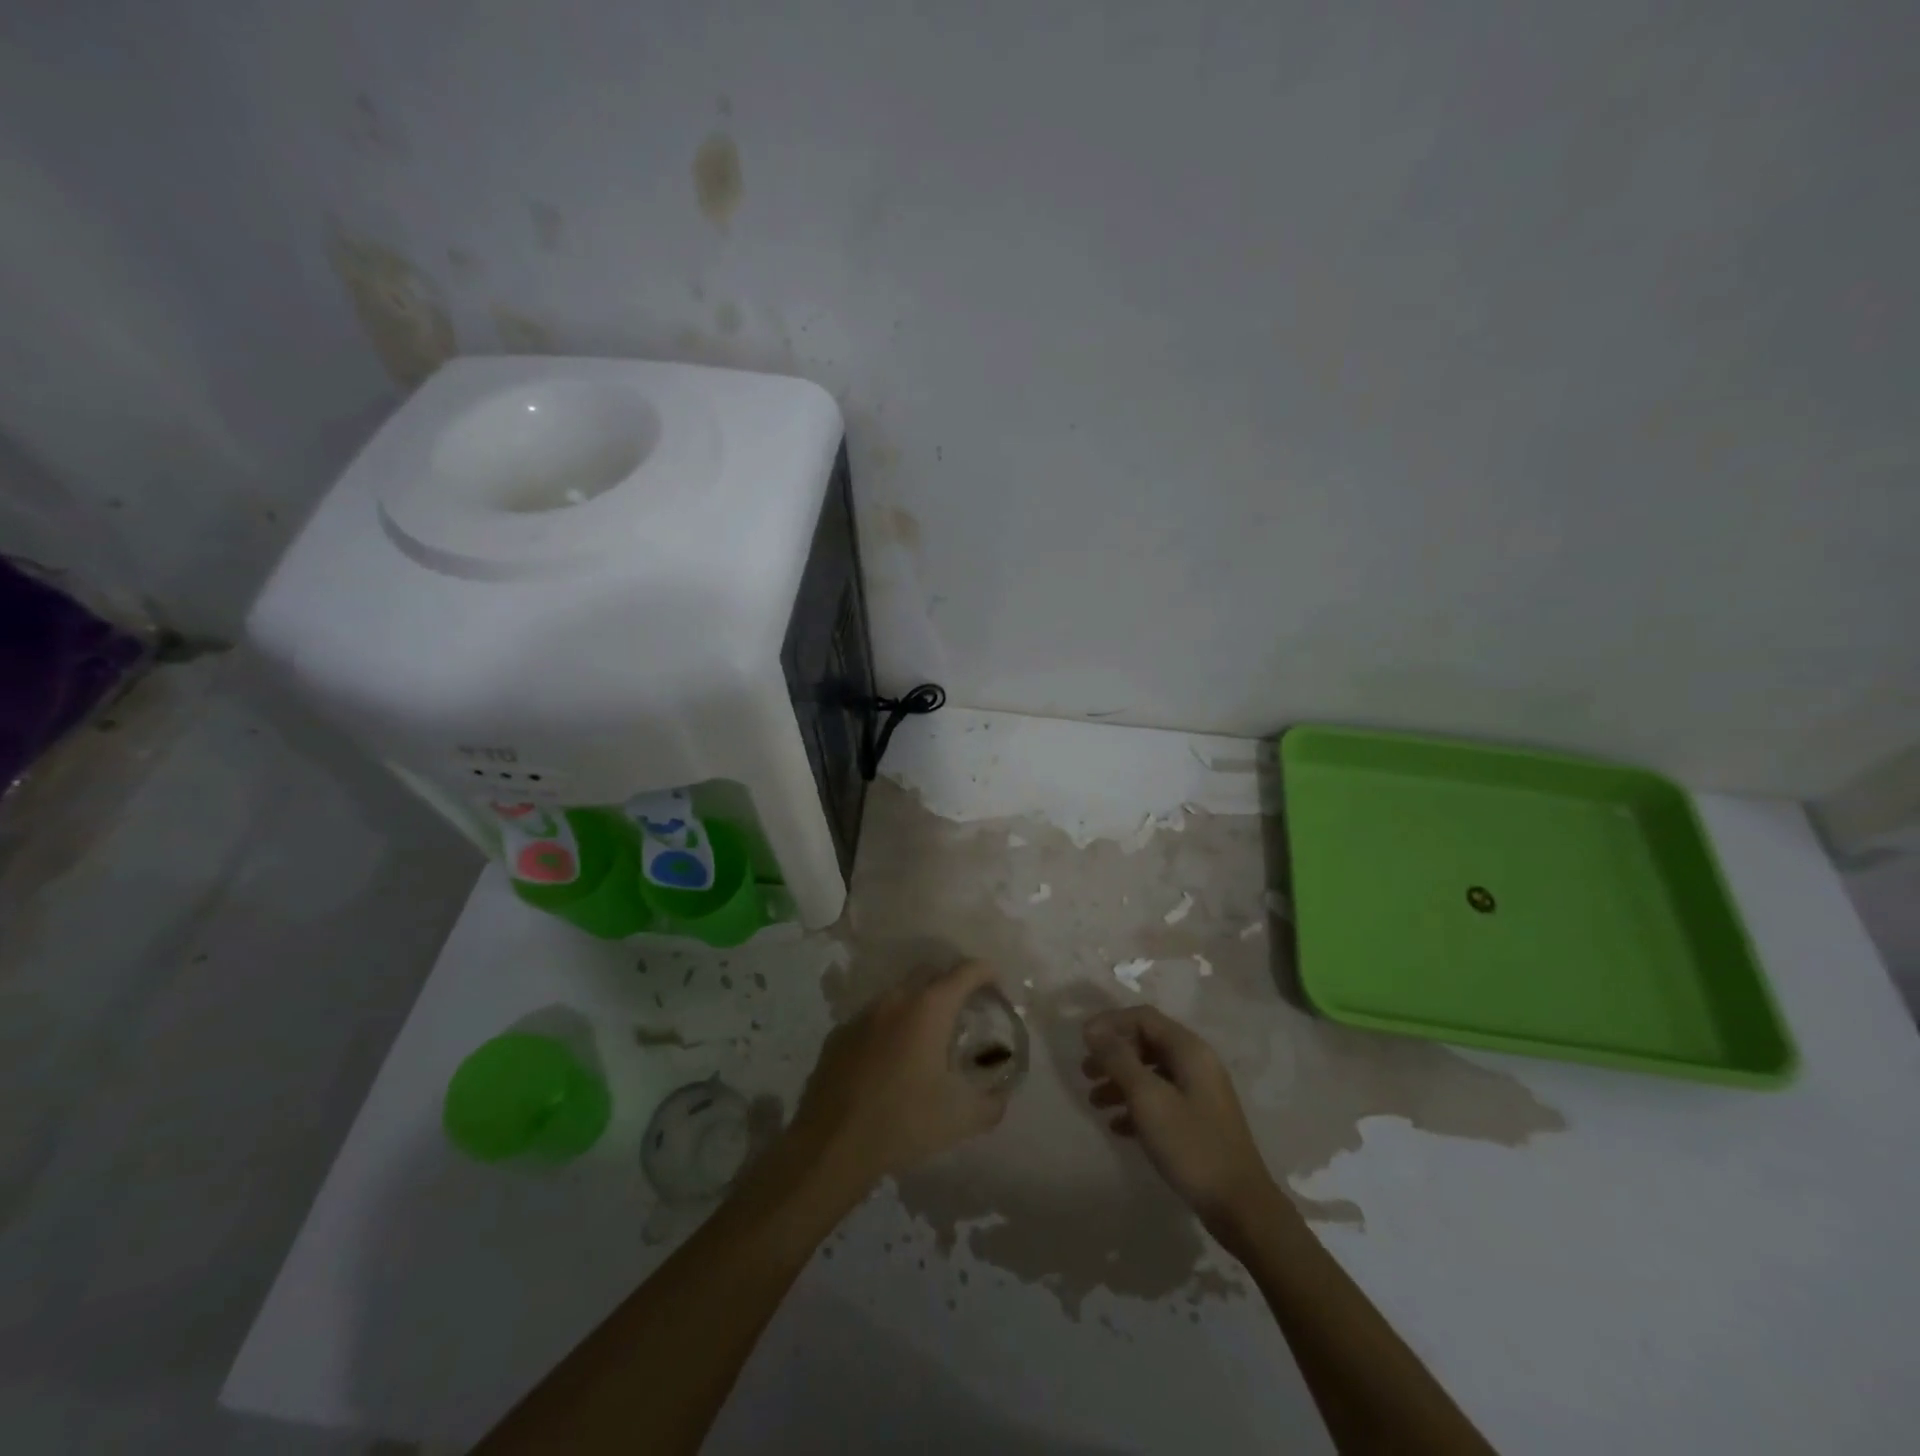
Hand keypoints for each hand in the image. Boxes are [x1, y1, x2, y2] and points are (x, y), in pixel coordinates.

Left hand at [791, 961, 1011, 1186]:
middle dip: (952, 984)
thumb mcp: (962, 1118)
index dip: (986, 972)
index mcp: (929, 1008)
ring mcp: (863, 1014)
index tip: (997, 985)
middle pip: (930, 974)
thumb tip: (1001, 1096)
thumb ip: (992, 1103)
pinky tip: (891, 1059)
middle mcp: (895, 999)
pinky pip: (873, 1019)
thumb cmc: (904, 1122)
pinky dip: (889, 1027)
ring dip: (918, 1006)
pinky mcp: (838, 1035)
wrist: (832, 1145)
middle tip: (965, 1010)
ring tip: (928, 1036)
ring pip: (898, 995)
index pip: (966, 971)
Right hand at [1082, 1006, 1280, 1234]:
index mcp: (1189, 1050)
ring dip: (1121, 1081)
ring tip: (1094, 1102)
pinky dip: (1136, 1106)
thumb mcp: (1148, 1099)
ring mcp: (1200, 1093)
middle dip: (1113, 1054)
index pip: (1143, 1018)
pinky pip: (1161, 1099)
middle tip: (1085, 1072)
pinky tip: (1117, 1127)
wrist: (1240, 1207)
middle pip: (1147, 1043)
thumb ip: (1119, 1060)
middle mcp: (1197, 1064)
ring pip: (1152, 1073)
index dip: (1110, 1023)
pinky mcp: (1199, 1120)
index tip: (1082, 1040)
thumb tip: (1093, 1030)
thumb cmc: (1191, 1146)